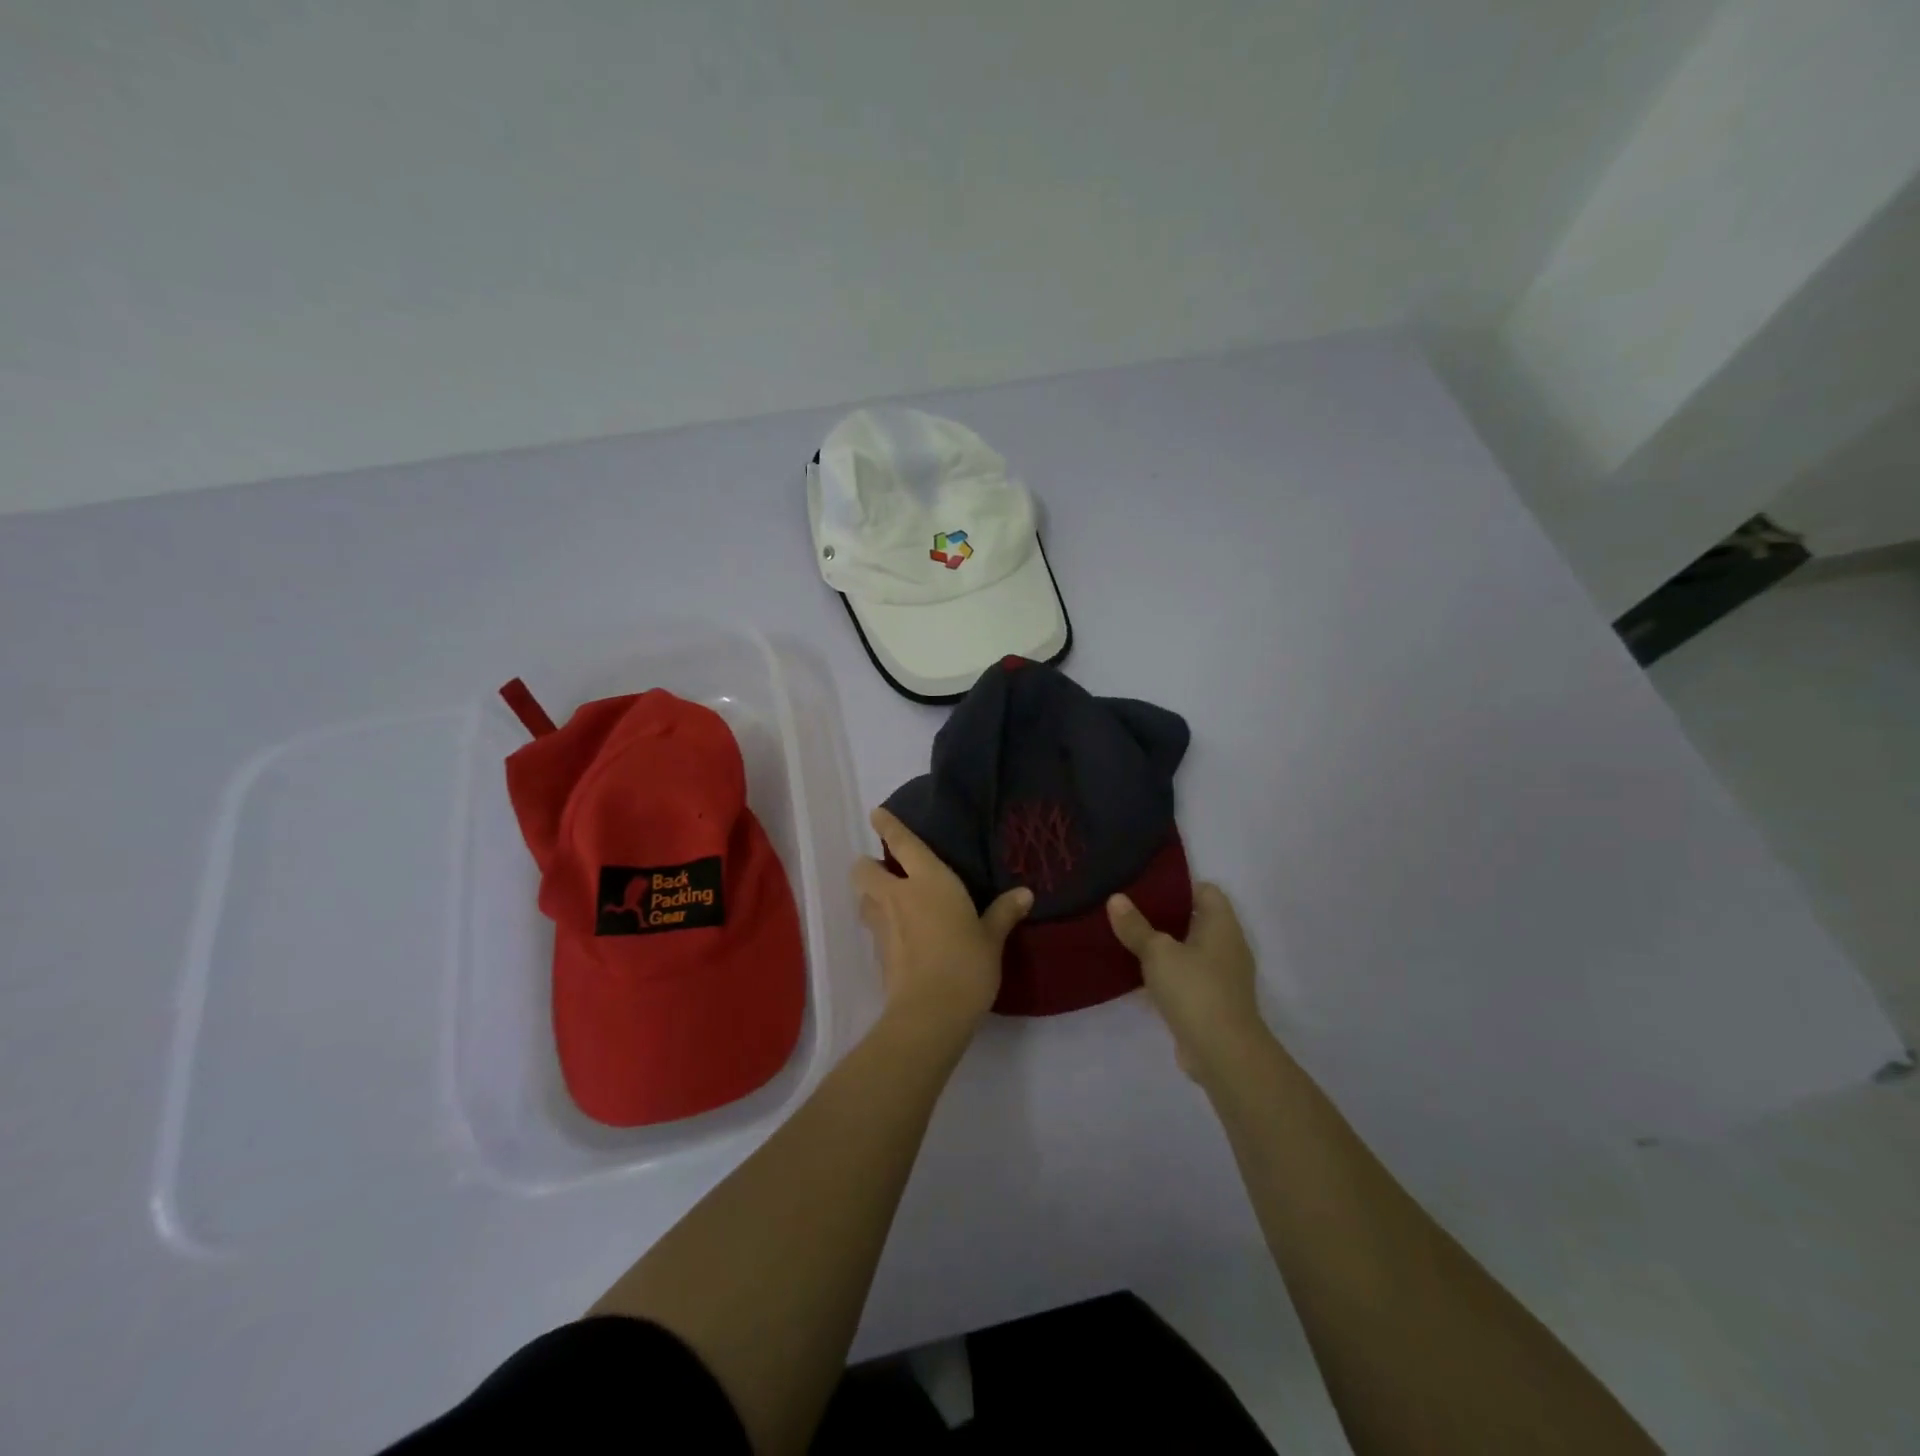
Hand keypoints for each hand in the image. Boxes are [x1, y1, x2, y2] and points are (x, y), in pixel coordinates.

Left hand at [853, 807, 1032, 1036]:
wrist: (930, 1012)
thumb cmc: (967, 963)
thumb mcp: (992, 938)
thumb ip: (1004, 913)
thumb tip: (1025, 893)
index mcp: (929, 881)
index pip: (902, 844)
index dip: (888, 826)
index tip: (876, 814)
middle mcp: (898, 895)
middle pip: (864, 870)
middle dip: (869, 866)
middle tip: (887, 871)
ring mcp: (883, 925)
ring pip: (863, 898)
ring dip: (871, 895)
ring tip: (890, 902)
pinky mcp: (877, 953)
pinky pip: (873, 927)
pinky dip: (880, 925)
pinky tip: (898, 936)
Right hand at [1108, 882, 1267, 1082]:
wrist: (1223, 1053)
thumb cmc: (1194, 989)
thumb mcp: (1158, 953)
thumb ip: (1136, 926)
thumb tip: (1116, 898)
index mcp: (1222, 925)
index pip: (1205, 890)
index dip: (1178, 886)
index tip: (1145, 888)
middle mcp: (1227, 946)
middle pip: (1195, 920)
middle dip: (1163, 916)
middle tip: (1128, 912)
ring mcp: (1222, 976)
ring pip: (1188, 951)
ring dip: (1163, 948)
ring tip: (1127, 940)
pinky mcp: (1212, 1002)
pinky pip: (1186, 977)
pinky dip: (1166, 975)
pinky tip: (1137, 977)